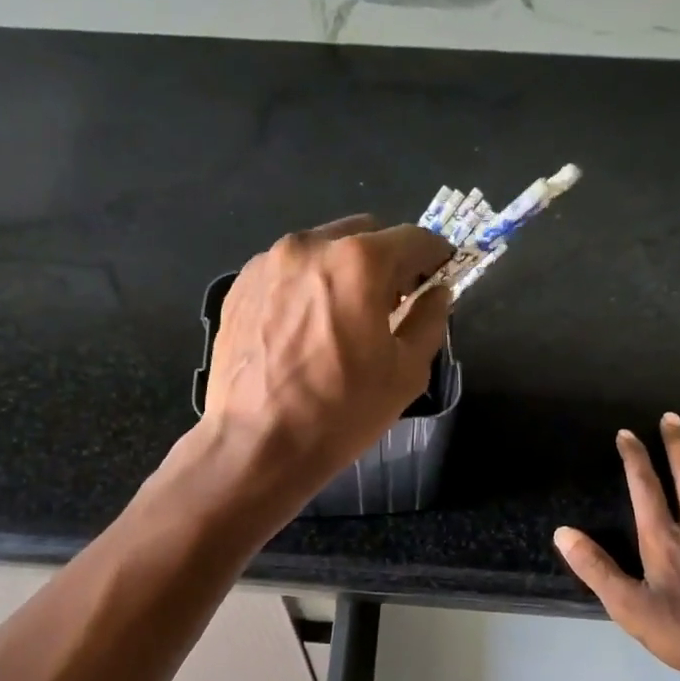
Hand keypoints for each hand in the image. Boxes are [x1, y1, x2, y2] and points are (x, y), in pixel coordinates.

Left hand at [202, 215, 450, 498]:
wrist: (255, 445)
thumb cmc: (340, 412)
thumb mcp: (406, 372)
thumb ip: (429, 320)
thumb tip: (436, 293)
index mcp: (358, 261)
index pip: (414, 239)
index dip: (436, 256)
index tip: (440, 276)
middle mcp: (310, 246)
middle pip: (364, 234)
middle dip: (387, 260)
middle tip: (392, 302)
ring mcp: (267, 263)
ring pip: (322, 250)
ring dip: (343, 271)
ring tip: (343, 318)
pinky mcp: (239, 286)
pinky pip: (287, 271)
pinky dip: (307, 286)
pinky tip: (305, 329)